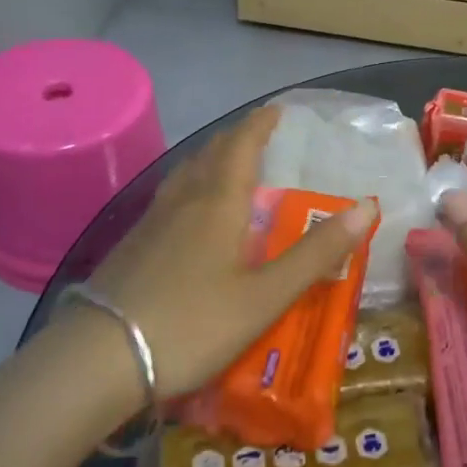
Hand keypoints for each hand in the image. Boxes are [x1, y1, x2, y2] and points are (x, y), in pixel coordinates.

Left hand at [80, 105, 378, 405]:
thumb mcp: (265, 296)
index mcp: (218, 203)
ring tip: (225, 165)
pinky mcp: (131, 245)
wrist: (100, 357)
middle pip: (210, 154)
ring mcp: (150, 222)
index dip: (261, 124)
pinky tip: (188, 214)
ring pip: (185, 175)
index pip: (241, 146)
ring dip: (209, 159)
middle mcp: (183, 201)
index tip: (277, 110)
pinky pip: (169, 198)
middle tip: (257, 135)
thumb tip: (367, 207)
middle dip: (236, 138)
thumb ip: (315, 254)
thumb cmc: (192, 324)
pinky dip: (189, 187)